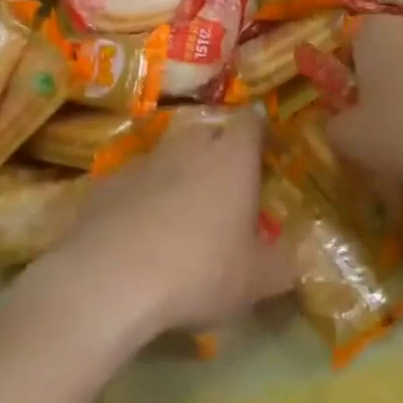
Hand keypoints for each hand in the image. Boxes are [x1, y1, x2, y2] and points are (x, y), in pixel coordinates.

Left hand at [47, 108, 296, 338]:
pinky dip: (141, 197)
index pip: (250, 122)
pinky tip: (139, 232)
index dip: (258, 131)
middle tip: (225, 185)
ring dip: (177, 174)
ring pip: (167, 156)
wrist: (111, 277)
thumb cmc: (200, 269)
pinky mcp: (106, 182)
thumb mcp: (257, 280)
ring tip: (180, 212)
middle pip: (207, 133)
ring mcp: (143, 160)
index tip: (263, 148)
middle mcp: (188, 146)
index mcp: (231, 158)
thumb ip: (282, 264)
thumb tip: (295, 258)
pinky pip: (133, 182)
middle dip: (217, 151)